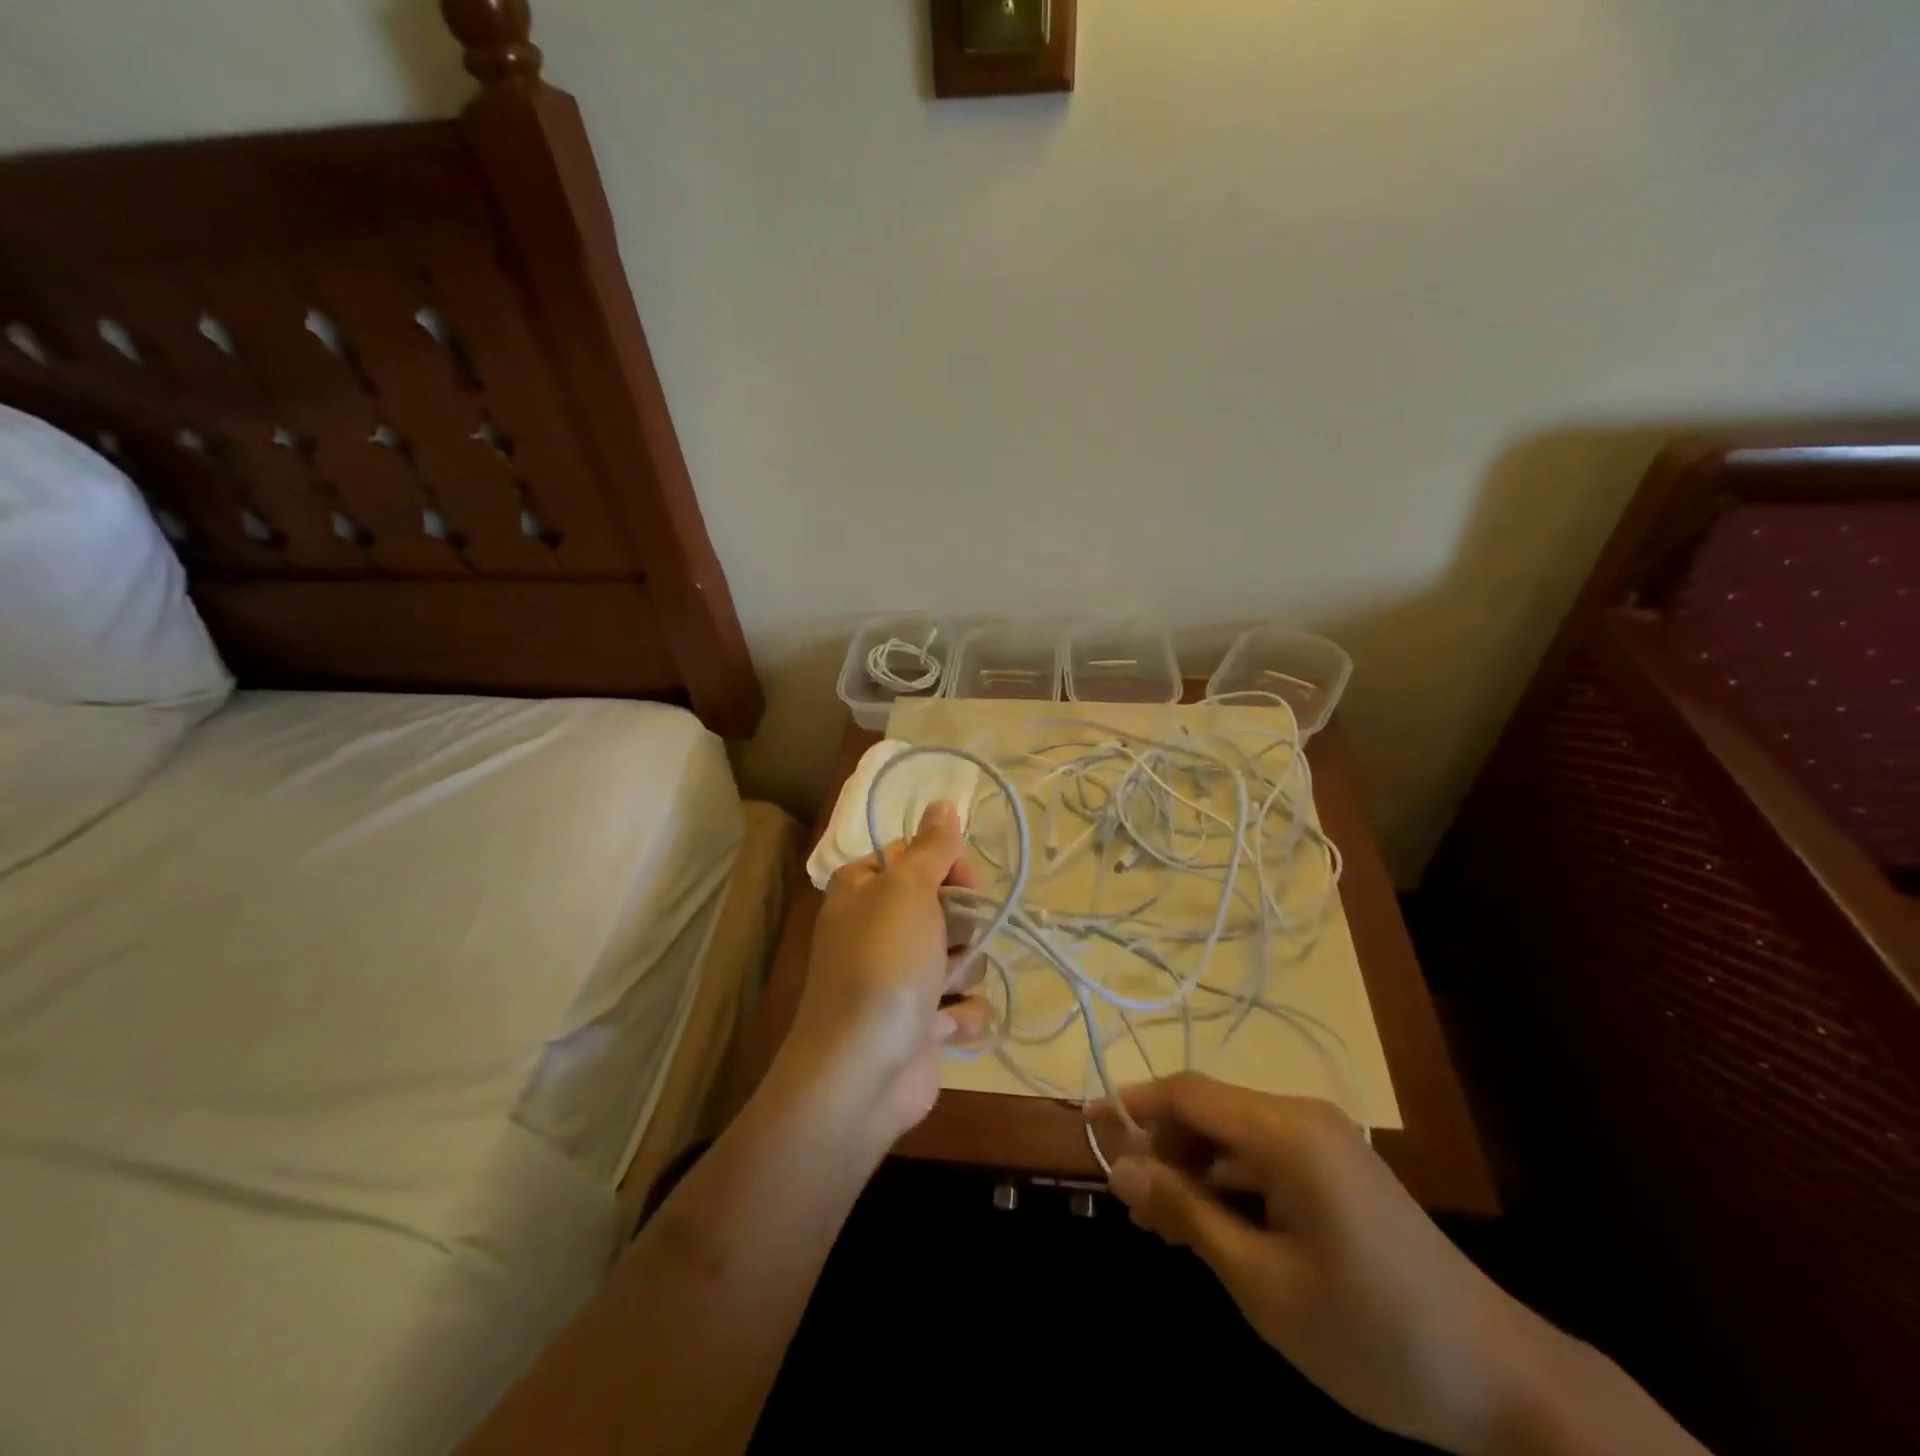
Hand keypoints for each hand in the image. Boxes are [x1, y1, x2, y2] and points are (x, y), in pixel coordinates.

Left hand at [782, 802, 989, 1142]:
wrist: (860, 1072)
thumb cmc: (882, 965)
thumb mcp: (906, 890)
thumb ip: (932, 846)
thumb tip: (944, 802)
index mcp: (865, 888)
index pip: (921, 857)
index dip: (949, 868)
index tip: (964, 883)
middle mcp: (880, 928)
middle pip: (949, 907)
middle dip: (961, 928)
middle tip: (946, 944)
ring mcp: (902, 978)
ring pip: (964, 956)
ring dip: (962, 974)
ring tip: (938, 993)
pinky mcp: (923, 1023)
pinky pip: (964, 1005)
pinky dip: (960, 1018)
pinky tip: (942, 1030)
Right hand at [1101, 1075, 1568, 1455]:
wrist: (1503, 1384)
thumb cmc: (1371, 1334)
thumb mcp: (1262, 1281)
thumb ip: (1186, 1213)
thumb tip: (1120, 1168)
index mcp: (1285, 1131)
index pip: (1188, 1092)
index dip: (1133, 1104)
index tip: (1088, 1127)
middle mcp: (1303, 1118)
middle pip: (1210, 1111)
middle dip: (1162, 1149)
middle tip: (1131, 1208)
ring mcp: (1326, 1142)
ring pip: (1235, 1136)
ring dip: (1194, 1171)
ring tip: (1165, 1230)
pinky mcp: (1340, 1170)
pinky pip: (1266, 1158)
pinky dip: (1230, 1184)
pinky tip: (1214, 1230)